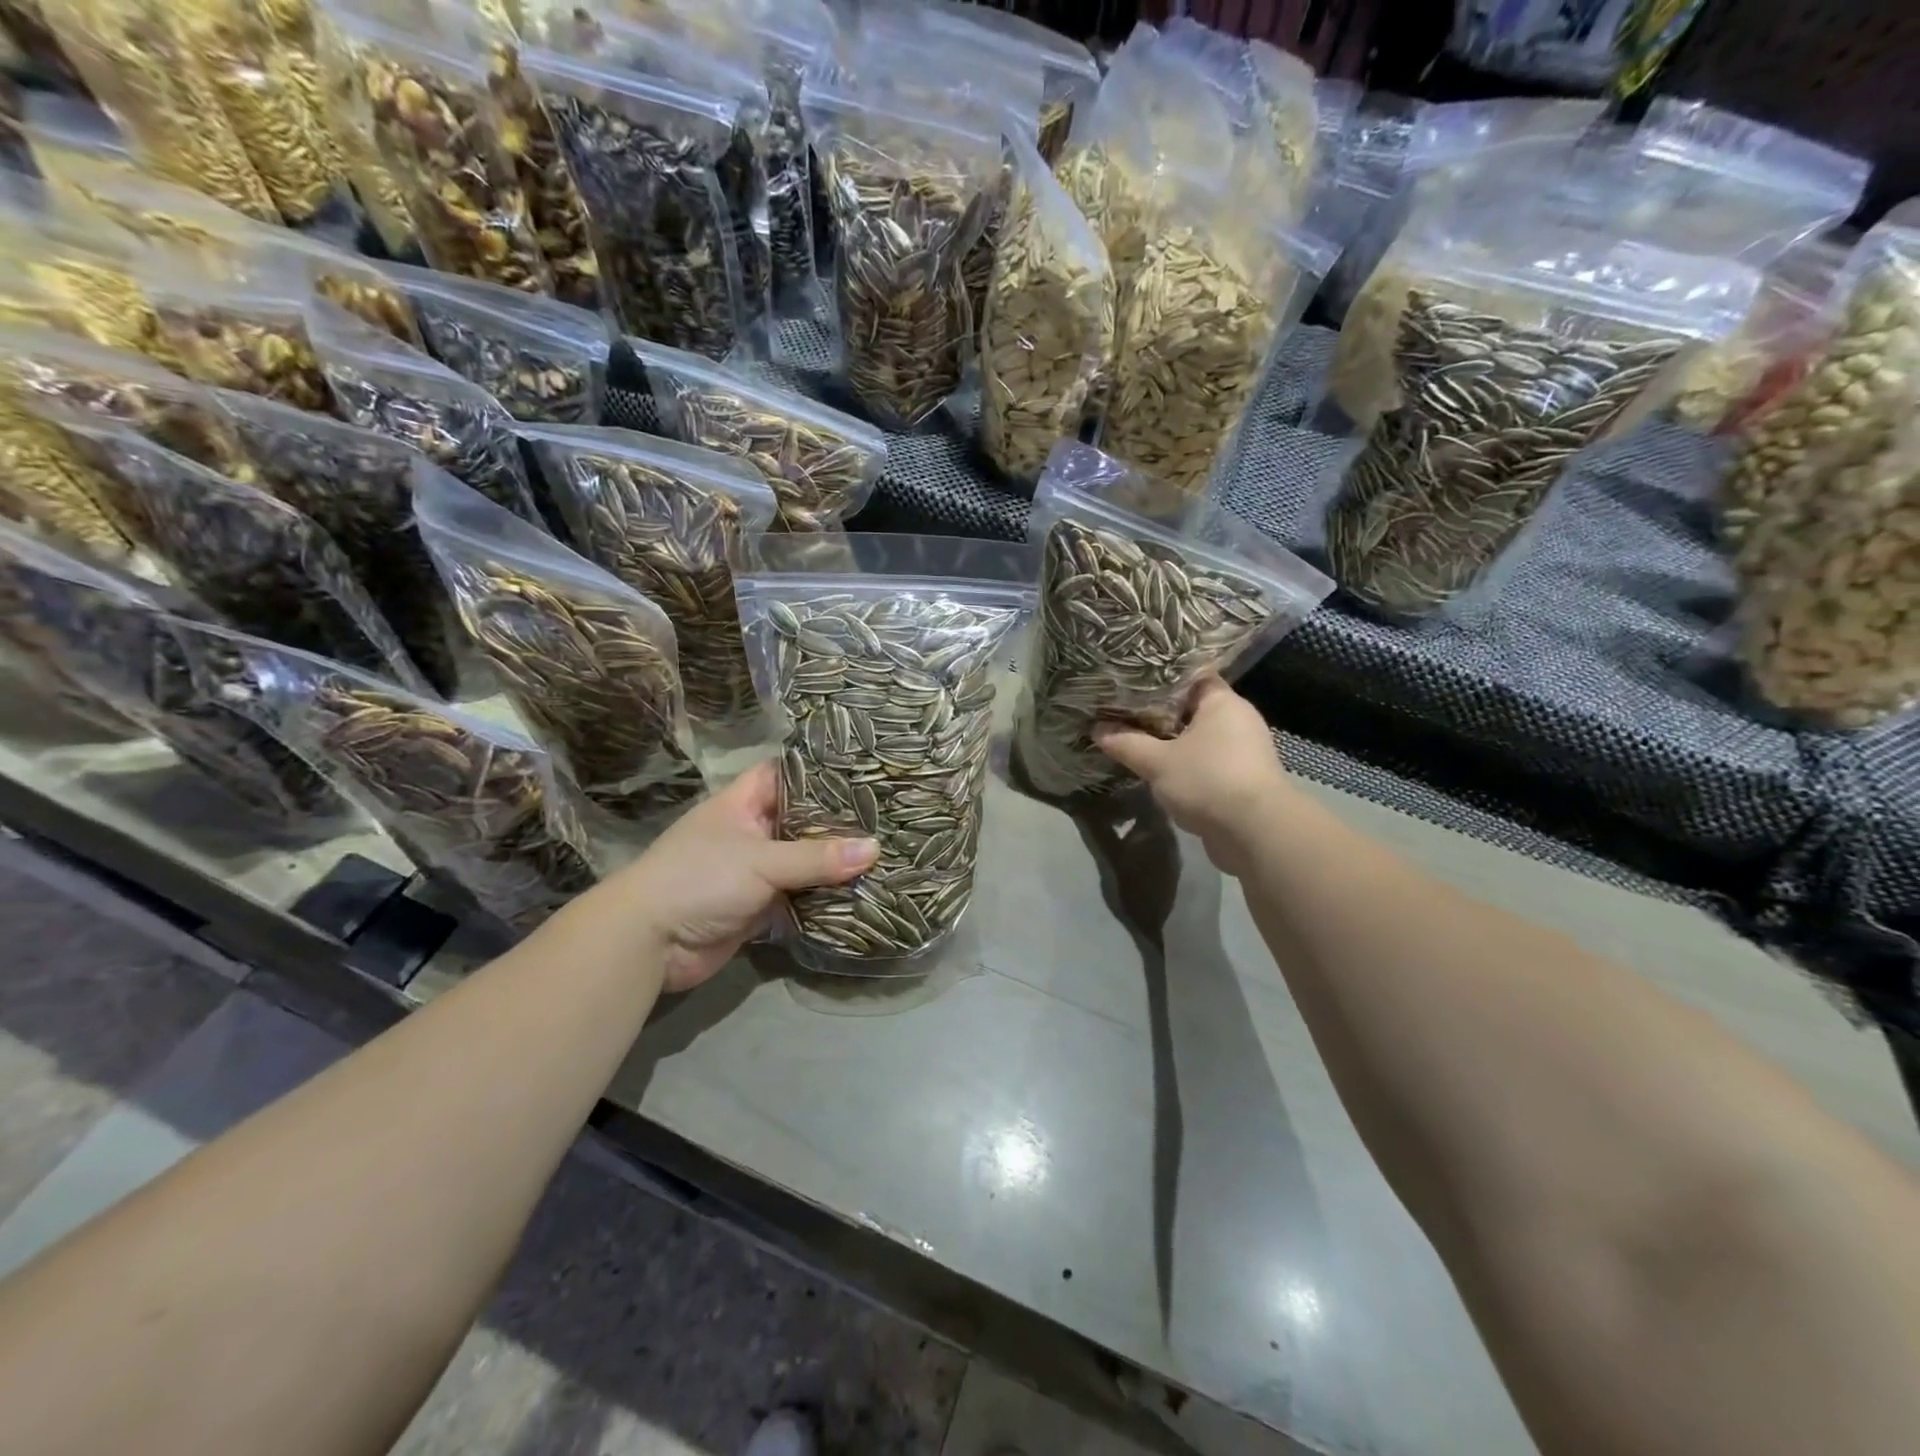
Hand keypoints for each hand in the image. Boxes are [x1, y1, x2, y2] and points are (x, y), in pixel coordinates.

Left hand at [619, 761, 876, 992]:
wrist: (649, 942)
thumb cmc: (699, 879)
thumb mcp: (761, 860)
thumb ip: (817, 857)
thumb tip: (875, 848)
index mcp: (741, 805)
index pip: (784, 774)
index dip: (818, 770)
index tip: (861, 769)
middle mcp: (749, 832)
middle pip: (800, 820)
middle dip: (837, 822)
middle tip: (886, 814)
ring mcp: (753, 871)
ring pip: (802, 862)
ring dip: (834, 864)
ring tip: (886, 851)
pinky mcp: (758, 907)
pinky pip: (798, 897)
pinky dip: (823, 897)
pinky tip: (861, 891)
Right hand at [1093, 677, 1290, 875]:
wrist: (1255, 833)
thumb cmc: (1208, 781)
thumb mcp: (1157, 762)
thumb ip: (1127, 743)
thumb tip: (1097, 730)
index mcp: (1223, 702)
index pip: (1192, 675)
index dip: (1161, 676)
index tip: (1131, 680)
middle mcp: (1238, 721)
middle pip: (1193, 708)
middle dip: (1160, 712)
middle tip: (1123, 710)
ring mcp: (1244, 752)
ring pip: (1199, 738)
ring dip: (1171, 742)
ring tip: (1135, 740)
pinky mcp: (1242, 780)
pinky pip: (1206, 763)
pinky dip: (1185, 765)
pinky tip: (1159, 771)